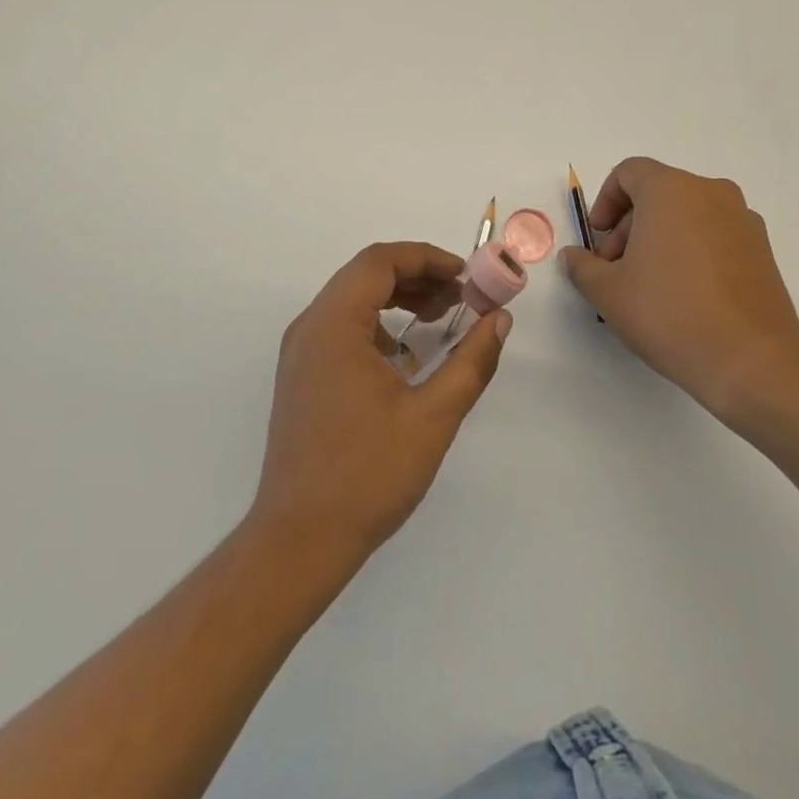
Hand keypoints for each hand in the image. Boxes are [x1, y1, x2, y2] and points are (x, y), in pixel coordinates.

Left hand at [250, 242, 510, 568]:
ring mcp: (300, 353)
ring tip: (440, 319)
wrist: (299, 540)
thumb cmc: (368, 474)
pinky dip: (378, 326)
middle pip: (365, 275)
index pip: (380, 261)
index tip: (466, 276)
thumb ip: (471, 361)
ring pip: (352, 300)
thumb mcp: (433, 416)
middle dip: (417, 277)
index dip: (427, 258)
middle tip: (460, 298)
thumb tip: (499, 320)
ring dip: (398, 299)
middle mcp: (310, 327)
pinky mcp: (301, 376)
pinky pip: (341, 328)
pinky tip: (406, 358)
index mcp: (334, 325)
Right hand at [560, 157, 798, 425]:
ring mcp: (742, 219)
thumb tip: (574, 256)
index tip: (597, 240)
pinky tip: (684, 295)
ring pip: (687, 214)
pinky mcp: (762, 249)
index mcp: (671, 189)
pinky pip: (714, 234)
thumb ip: (582, 266)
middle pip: (658, 193)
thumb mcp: (608, 292)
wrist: (751, 360)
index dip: (605, 201)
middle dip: (629, 226)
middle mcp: (711, 192)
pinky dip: (692, 250)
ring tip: (649, 286)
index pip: (629, 173)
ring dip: (660, 238)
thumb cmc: (669, 313)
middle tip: (616, 269)